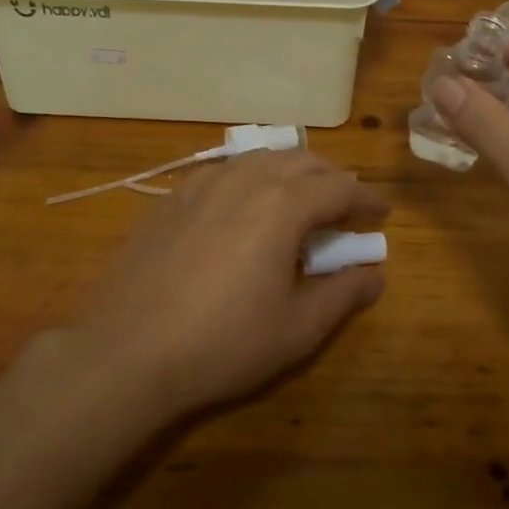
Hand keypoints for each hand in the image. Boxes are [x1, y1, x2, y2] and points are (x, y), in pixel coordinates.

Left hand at [68, 149, 389, 417]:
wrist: (126, 351)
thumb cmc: (222, 344)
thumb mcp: (296, 329)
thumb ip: (343, 294)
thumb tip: (375, 273)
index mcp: (282, 205)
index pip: (338, 186)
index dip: (366, 198)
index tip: (381, 213)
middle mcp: (245, 179)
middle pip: (302, 160)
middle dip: (332, 178)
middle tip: (346, 205)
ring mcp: (203, 183)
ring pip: (261, 157)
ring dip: (291, 171)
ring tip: (301, 198)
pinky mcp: (172, 197)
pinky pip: (225, 170)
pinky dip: (252, 177)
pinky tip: (245, 205)